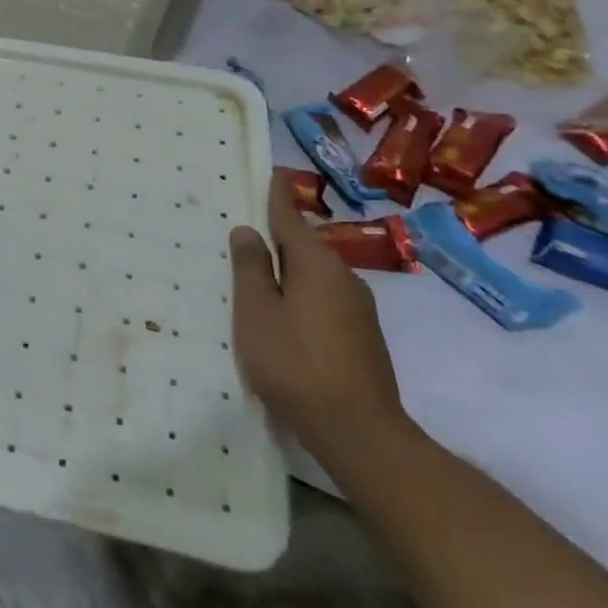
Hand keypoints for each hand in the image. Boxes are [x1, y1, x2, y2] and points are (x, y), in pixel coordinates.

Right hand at [229, 174, 406, 462]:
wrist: (360, 434)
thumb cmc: (295, 363)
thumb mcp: (257, 312)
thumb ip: (251, 269)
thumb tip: (248, 231)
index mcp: (318, 264)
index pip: (291, 218)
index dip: (275, 196)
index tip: (270, 173)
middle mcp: (345, 278)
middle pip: (305, 247)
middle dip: (277, 239)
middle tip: (243, 234)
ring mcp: (359, 310)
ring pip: (315, 276)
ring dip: (288, 272)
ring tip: (256, 278)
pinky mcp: (363, 338)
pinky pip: (324, 300)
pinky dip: (301, 296)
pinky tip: (283, 317)